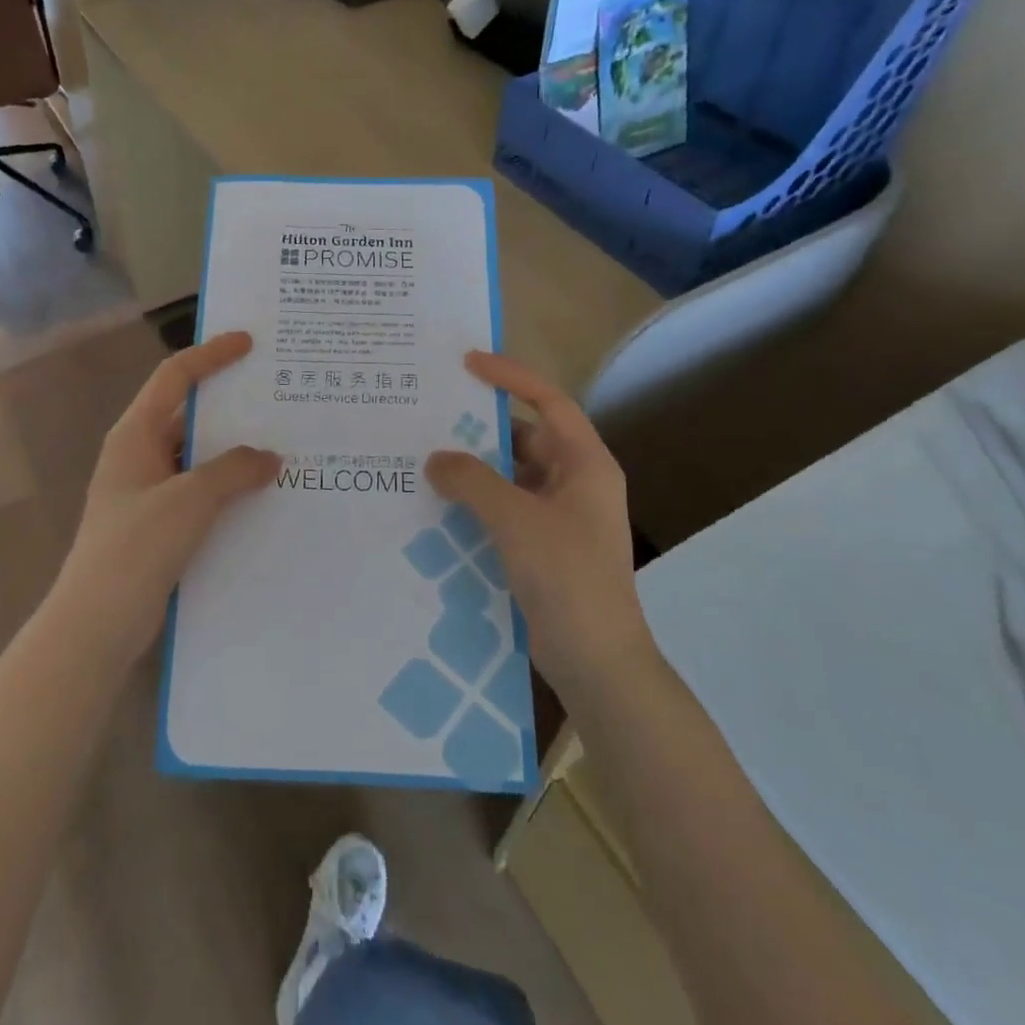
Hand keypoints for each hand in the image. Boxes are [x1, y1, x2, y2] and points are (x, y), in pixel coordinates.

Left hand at [50, 332, 280, 661]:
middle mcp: (139, 454)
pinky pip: (198, 490)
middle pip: (187, 413)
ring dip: (232, 450)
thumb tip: (269, 456)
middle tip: (276, 395)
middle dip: (229, 403)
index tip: (249, 342)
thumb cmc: (135, 549)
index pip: (174, 377)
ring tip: (281, 443)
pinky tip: (261, 494)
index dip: (211, 355)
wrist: (95, 624)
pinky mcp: (157, 524)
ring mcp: (147, 491)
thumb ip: (232, 471)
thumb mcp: (189, 501)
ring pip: (196, 455)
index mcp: (135, 435)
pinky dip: (227, 486)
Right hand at [425, 351, 651, 695]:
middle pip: (526, 438)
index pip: (549, 402)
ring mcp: (561, 517)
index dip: (512, 377)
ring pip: (512, 476)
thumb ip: (472, 481)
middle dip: (482, 428)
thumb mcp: (516, 520)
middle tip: (433, 416)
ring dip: (476, 469)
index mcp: (586, 464)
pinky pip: (506, 508)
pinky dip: (478, 502)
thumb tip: (436, 459)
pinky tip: (441, 506)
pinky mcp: (545, 546)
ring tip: (427, 459)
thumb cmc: (567, 577)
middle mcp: (576, 483)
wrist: (597, 661)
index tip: (469, 363)